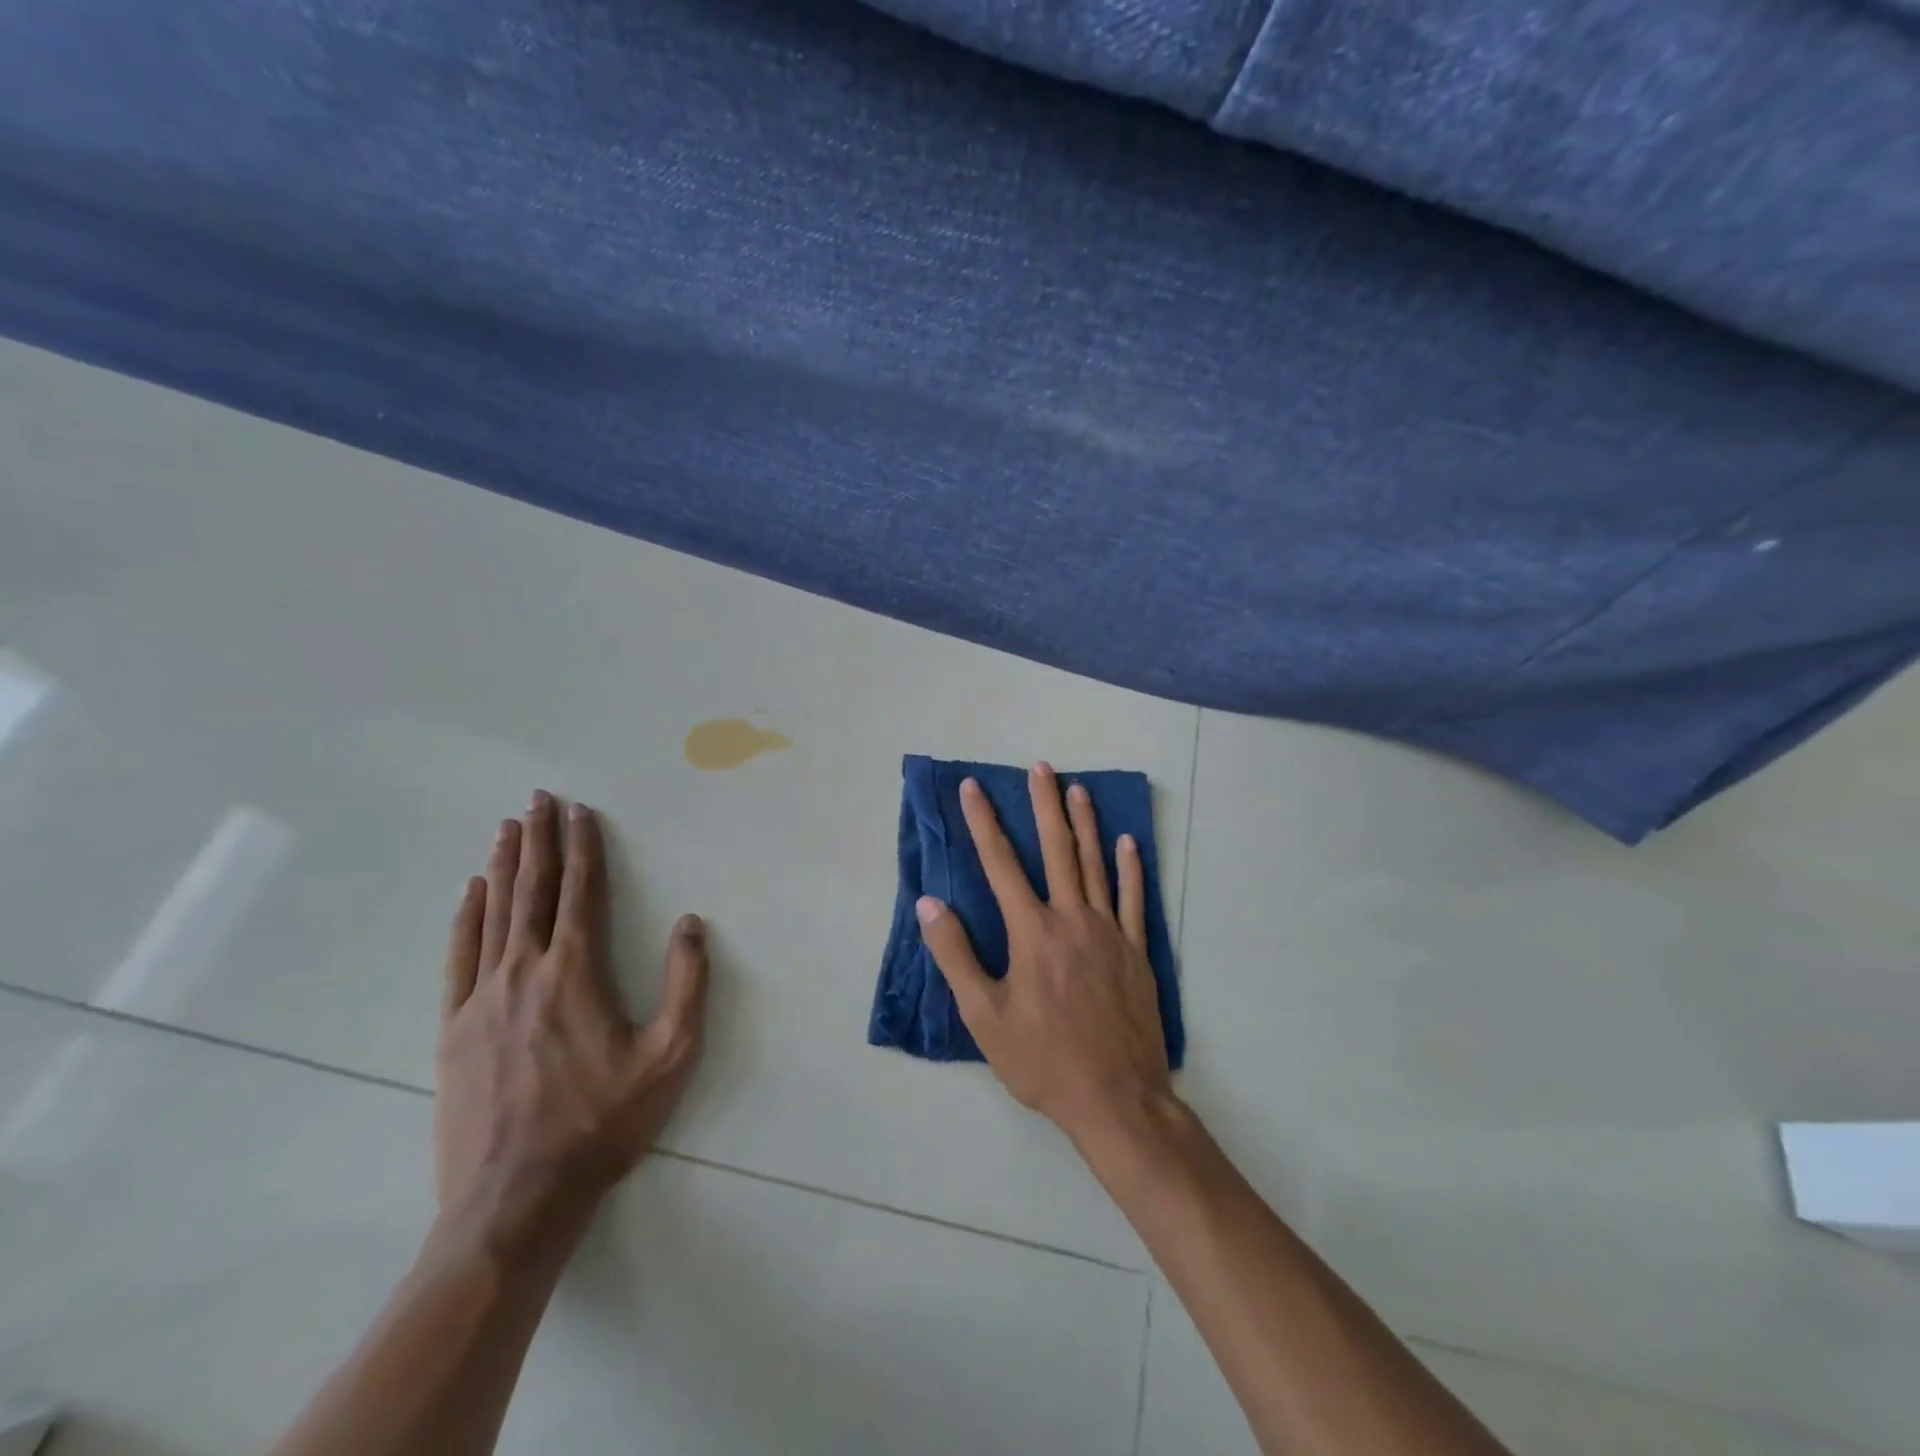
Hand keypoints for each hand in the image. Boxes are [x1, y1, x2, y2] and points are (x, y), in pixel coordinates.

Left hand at [434, 791, 707, 1265]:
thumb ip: (687, 983)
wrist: (516, 1198)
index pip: (581, 892)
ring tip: (507, 827)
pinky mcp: (454, 1028)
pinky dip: (466, 916)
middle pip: (533, 890)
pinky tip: (471, 891)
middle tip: (538, 798)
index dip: (584, 847)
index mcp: (576, 972)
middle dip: (539, 839)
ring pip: (495, 914)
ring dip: (504, 866)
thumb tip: (690, 923)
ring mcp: (482, 998)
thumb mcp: (671, 1055)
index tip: (581, 811)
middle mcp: (526, 970)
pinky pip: (460, 956)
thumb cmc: (604, 1122)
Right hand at [916, 763, 1171, 1143]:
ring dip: (1085, 824)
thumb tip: (930, 904)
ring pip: (1096, 864)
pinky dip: (1131, 868)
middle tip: (1041, 767)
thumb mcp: (984, 1017)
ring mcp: (1109, 932)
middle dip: (1044, 805)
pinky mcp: (1136, 951)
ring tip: (1078, 789)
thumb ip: (956, 956)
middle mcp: (1071, 918)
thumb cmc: (1042, 1059)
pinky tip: (1128, 842)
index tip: (973, 788)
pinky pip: (1135, 899)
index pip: (1000, 864)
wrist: (1115, 1098)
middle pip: (1056, 849)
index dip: (984, 822)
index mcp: (1031, 931)